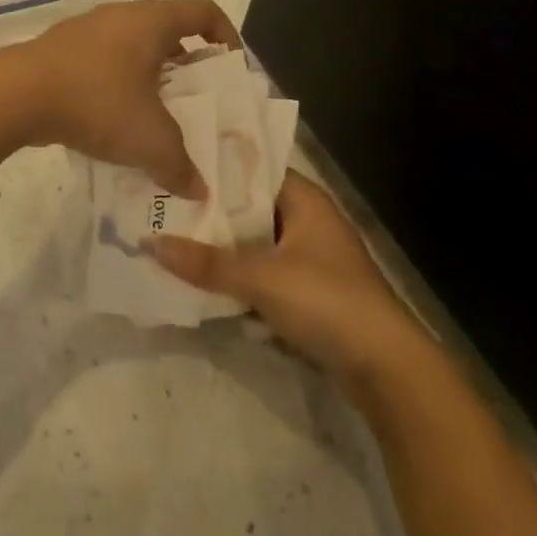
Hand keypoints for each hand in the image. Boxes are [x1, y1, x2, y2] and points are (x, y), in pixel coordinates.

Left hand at [9, 0, 242, 198]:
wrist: (16, 95)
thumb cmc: (97, 102)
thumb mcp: (150, 141)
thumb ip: (180, 166)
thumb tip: (198, 190)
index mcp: (151, 21)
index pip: (203, 11)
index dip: (226, 35)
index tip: (230, 69)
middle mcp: (120, 16)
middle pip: (166, 31)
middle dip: (186, 65)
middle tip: (195, 101)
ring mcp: (84, 31)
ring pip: (130, 48)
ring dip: (147, 77)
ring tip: (154, 116)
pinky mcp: (57, 51)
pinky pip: (100, 62)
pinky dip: (114, 84)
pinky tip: (109, 120)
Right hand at [153, 171, 429, 388]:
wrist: (387, 369)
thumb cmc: (327, 302)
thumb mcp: (261, 278)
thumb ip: (206, 262)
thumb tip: (150, 243)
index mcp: (306, 201)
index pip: (253, 170)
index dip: (215, 169)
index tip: (174, 166)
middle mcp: (309, 222)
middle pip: (249, 209)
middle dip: (210, 213)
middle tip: (160, 206)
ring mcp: (309, 260)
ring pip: (254, 245)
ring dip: (221, 249)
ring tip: (169, 239)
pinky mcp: (308, 294)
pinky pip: (262, 275)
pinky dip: (237, 278)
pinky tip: (200, 280)